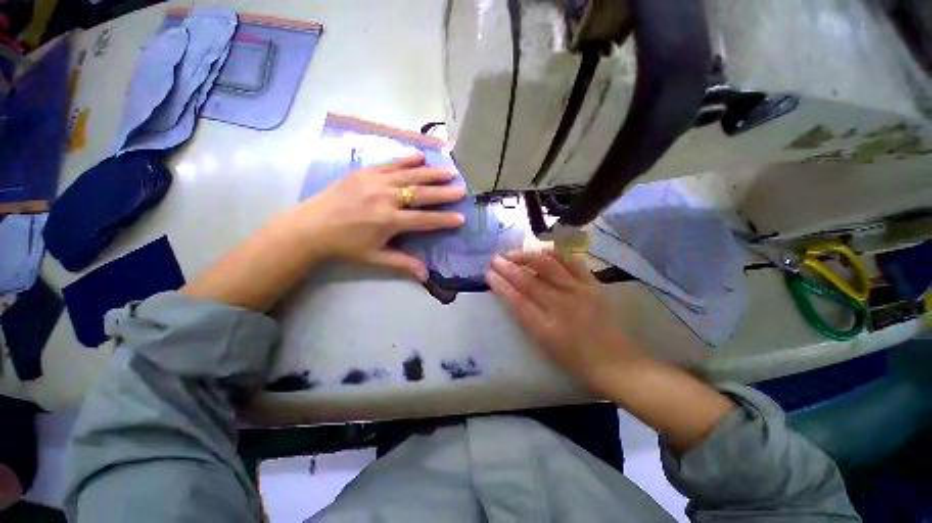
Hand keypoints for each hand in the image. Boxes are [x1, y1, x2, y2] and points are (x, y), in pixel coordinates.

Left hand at [280, 153, 465, 279]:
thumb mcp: (375, 258)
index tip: (461, 218)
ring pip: (409, 175)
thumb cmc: (346, 245)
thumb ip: (402, 263)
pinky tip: (421, 156)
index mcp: (389, 221)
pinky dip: (407, 159)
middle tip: (461, 190)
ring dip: (432, 173)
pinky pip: (390, 163)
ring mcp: (375, 181)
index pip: (424, 220)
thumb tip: (426, 275)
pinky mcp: (365, 172)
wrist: (311, 226)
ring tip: (450, 171)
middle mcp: (386, 198)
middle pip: (421, 194)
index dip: (444, 220)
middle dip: (444, 193)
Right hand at [486, 249, 641, 392]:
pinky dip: (555, 253)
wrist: (618, 364)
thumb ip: (527, 319)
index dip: (500, 284)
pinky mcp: (592, 285)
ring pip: (548, 266)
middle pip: (528, 280)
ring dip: (527, 256)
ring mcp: (578, 291)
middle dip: (508, 267)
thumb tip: (513, 296)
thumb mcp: (545, 346)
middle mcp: (560, 305)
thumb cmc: (577, 362)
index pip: (516, 299)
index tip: (489, 274)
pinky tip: (543, 250)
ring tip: (514, 254)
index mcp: (546, 326)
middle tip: (494, 259)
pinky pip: (572, 262)